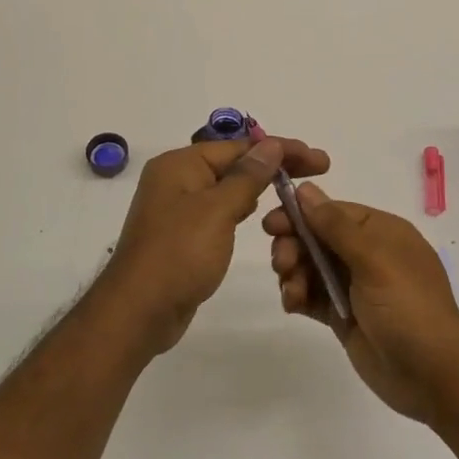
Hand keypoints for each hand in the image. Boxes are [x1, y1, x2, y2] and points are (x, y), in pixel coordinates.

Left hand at [98, 136, 330, 355]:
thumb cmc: (179, 254)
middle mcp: (176, 180)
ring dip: (259, 188)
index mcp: (180, 165)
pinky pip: (219, 212)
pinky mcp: (183, 235)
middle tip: (318, 172)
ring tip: (295, 194)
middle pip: (234, 164)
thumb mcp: (217, 211)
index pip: (239, 146)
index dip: (281, 150)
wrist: (139, 312)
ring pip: (227, 189)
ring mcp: (178, 209)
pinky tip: (262, 217)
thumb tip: (271, 146)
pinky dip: (242, 209)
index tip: (319, 160)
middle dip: (274, 167)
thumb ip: (247, 177)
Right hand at [264, 183, 458, 422]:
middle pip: (317, 238)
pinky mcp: (344, 315)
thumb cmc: (409, 309)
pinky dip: (298, 296)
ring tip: (292, 292)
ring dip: (293, 273)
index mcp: (381, 232)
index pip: (332, 211)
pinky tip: (292, 304)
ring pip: (310, 267)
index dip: (300, 215)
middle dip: (294, 246)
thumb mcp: (374, 260)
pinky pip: (312, 295)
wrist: (433, 378)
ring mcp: (355, 286)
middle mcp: (367, 254)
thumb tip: (305, 189)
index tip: (271, 224)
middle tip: (281, 264)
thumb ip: (336, 225)